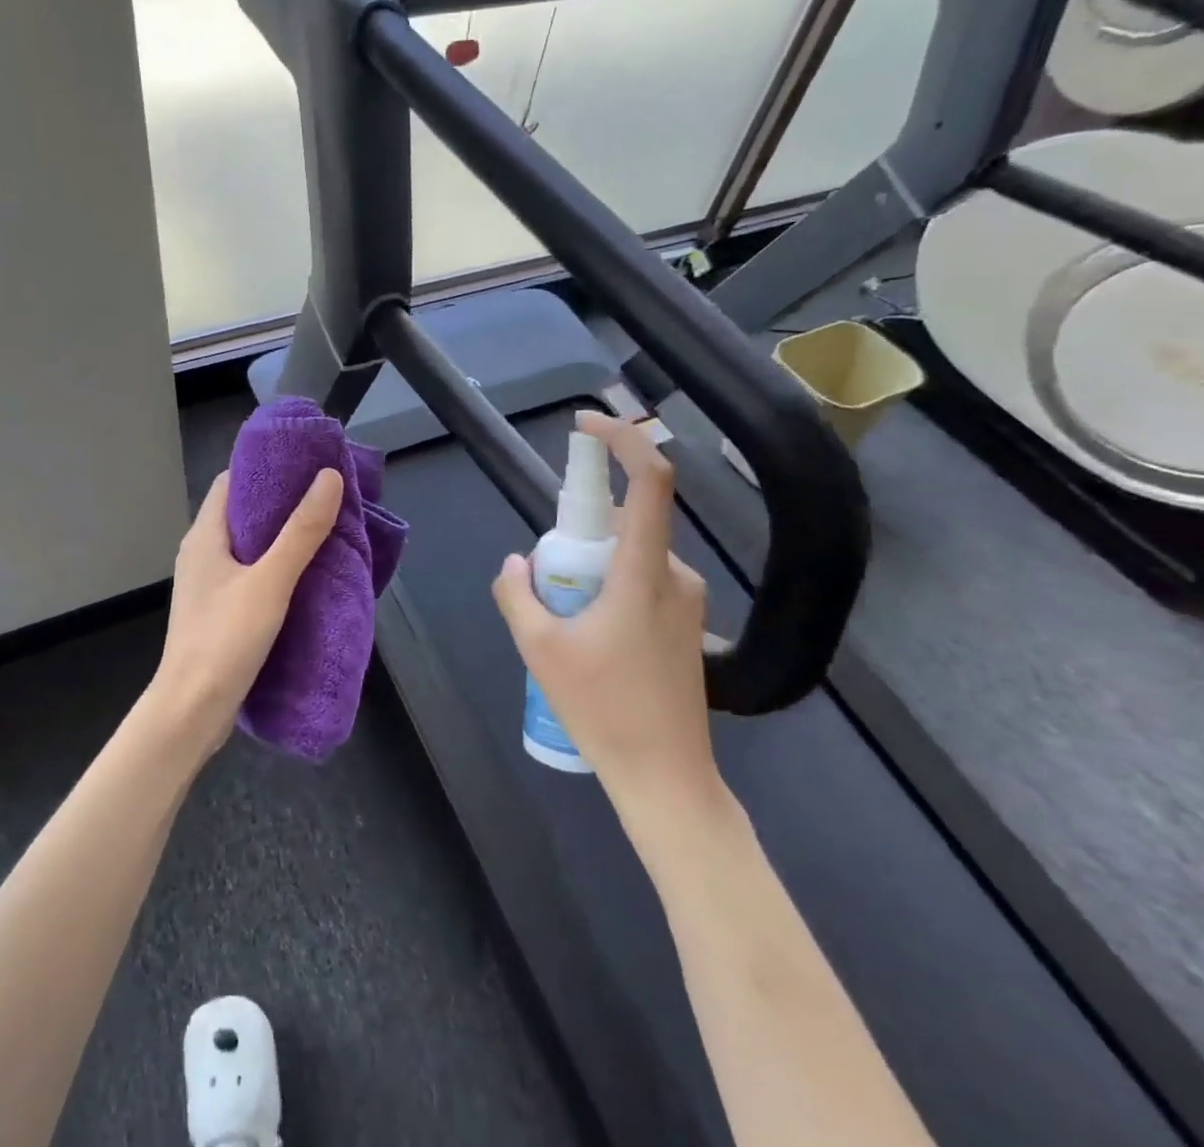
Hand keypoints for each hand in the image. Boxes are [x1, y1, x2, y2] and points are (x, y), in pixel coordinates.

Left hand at [148, 467, 344, 763]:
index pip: (232, 482)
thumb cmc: (225, 639)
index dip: (267, 468)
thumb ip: (301, 531)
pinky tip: (305, 576)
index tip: (306, 464)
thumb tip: (328, 477)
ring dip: (282, 538)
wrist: (191, 711)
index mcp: (205, 535)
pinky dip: (276, 567)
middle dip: (282, 503)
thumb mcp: (270, 581)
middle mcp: (202, 553)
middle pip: (243, 512)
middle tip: (326, 498)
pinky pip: (249, 574)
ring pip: (248, 546)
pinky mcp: (218, 611)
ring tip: (324, 532)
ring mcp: (208, 584)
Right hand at [491, 413, 723, 825]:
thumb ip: (518, 595)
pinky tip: (590, 637)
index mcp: (645, 572)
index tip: (587, 425)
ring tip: (564, 620)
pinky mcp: (688, 624)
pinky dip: (611, 586)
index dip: (623, 440)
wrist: (667, 779)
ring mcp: (687, 602)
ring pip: (633, 555)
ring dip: (594, 565)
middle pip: (628, 521)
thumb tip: (516, 565)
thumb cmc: (604, 711)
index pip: (649, 482)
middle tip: (548, 578)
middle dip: (581, 530)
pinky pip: (644, 580)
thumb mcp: (539, 650)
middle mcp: (676, 575)